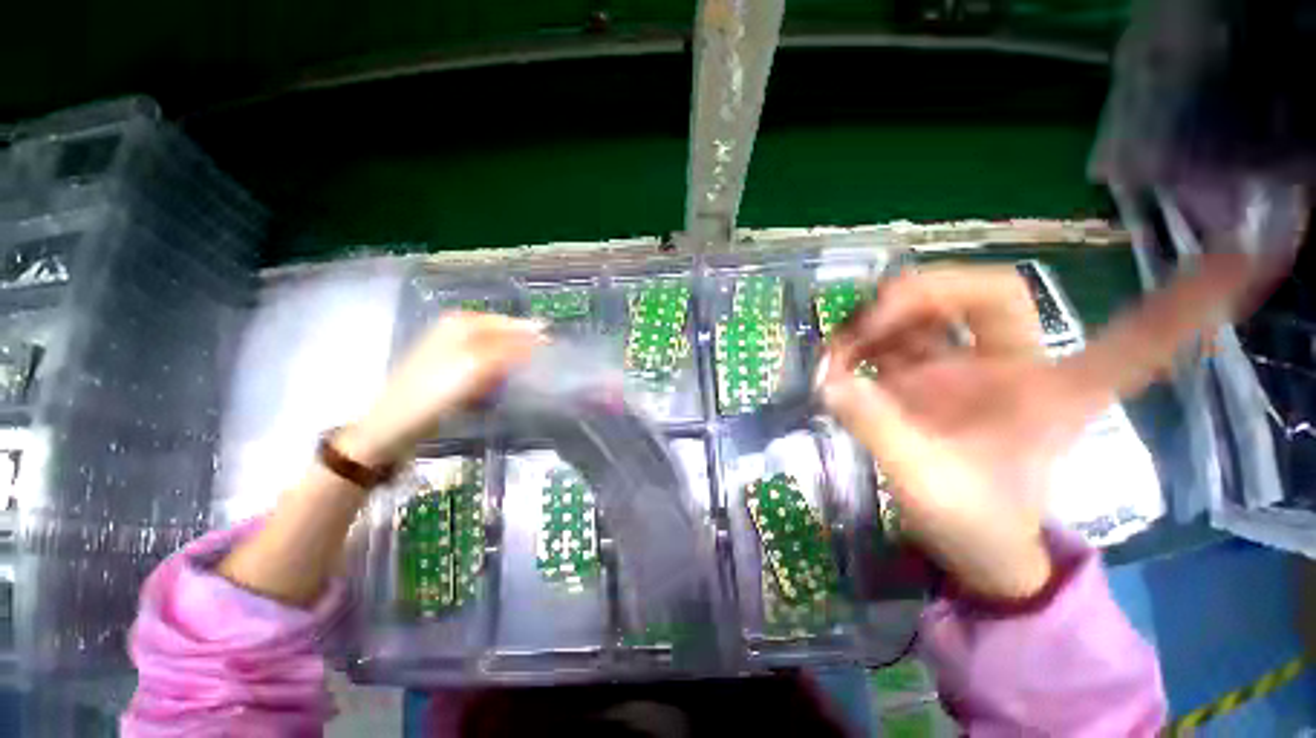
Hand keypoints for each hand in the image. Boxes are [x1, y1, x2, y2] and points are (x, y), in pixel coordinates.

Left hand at [341, 312, 545, 465]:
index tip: (553, 346)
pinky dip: (498, 374)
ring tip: (530, 374)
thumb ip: (511, 348)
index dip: (531, 333)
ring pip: (495, 351)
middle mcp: (456, 331)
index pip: (507, 323)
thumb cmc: (435, 391)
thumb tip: (541, 336)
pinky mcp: (452, 372)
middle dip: (523, 348)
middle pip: (502, 335)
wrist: (394, 426)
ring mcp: (453, 351)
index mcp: (461, 322)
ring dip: (512, 362)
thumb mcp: (477, 365)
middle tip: (545, 364)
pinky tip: (505, 384)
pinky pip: (485, 367)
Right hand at [820, 257, 1251, 599]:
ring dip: (872, 322)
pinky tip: (834, 365)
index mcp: (1052, 393)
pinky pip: (887, 338)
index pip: (1130, 340)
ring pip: (922, 308)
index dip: (1185, 300)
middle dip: (919, 294)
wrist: (959, 539)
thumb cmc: (974, 524)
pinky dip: (856, 344)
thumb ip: (882, 431)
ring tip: (835, 354)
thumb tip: (833, 384)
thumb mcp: (928, 484)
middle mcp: (1012, 364)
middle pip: (986, 290)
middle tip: (868, 324)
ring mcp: (961, 366)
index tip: (1244, 251)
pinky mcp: (922, 373)